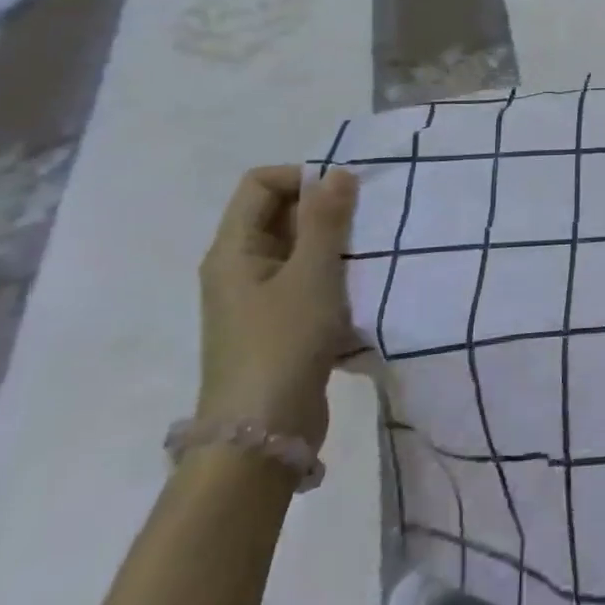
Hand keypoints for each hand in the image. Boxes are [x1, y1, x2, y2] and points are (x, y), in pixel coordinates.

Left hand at [196, 166, 358, 451]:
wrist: (262, 434)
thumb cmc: (283, 343)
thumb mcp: (312, 274)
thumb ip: (326, 220)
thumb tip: (338, 171)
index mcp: (233, 249)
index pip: (261, 184)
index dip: (302, 177)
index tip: (346, 195)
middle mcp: (239, 267)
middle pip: (280, 212)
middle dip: (325, 208)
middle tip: (369, 221)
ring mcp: (258, 297)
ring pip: (298, 247)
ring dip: (334, 242)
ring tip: (372, 251)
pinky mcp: (279, 323)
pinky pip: (307, 278)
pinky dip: (334, 272)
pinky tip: (363, 284)